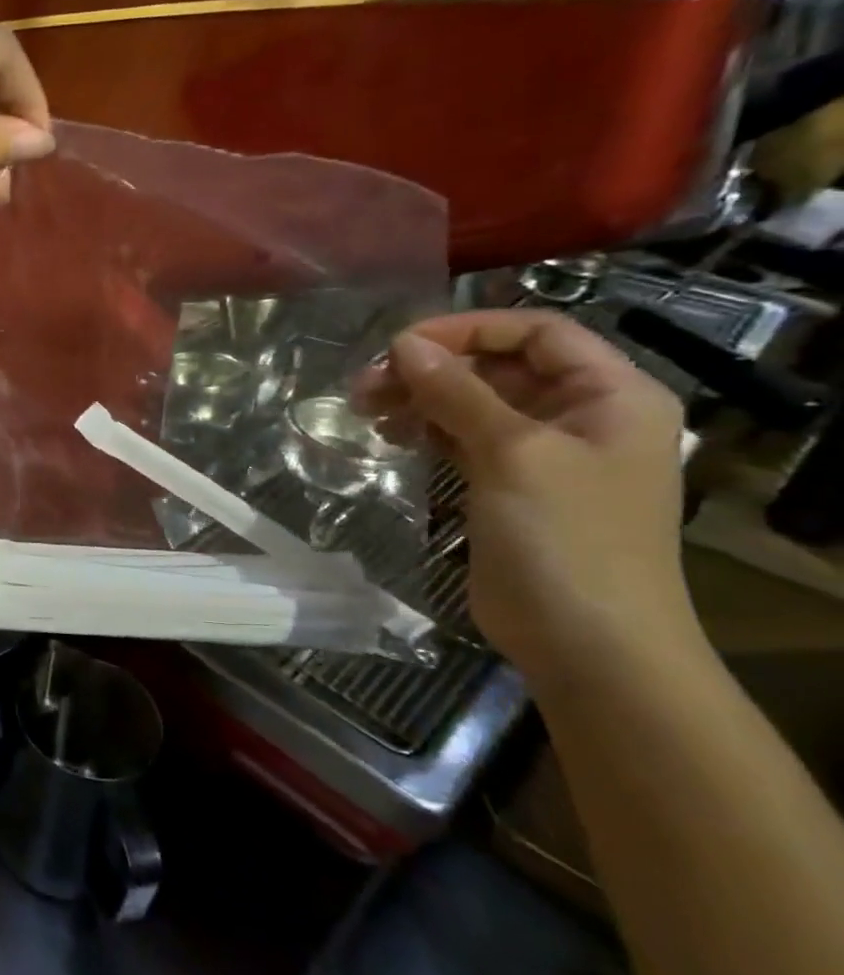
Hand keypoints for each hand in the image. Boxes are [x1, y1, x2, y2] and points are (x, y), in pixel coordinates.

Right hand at [362, 311, 697, 683]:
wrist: (589, 643)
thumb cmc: (566, 538)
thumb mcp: (513, 454)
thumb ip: (457, 393)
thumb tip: (404, 344)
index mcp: (610, 395)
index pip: (536, 332)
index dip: (467, 330)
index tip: (398, 347)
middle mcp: (581, 416)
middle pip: (497, 367)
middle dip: (430, 369)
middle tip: (364, 385)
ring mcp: (545, 454)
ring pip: (473, 403)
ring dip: (420, 399)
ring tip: (366, 410)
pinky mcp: (509, 486)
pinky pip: (464, 439)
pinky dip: (426, 430)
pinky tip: (391, 436)